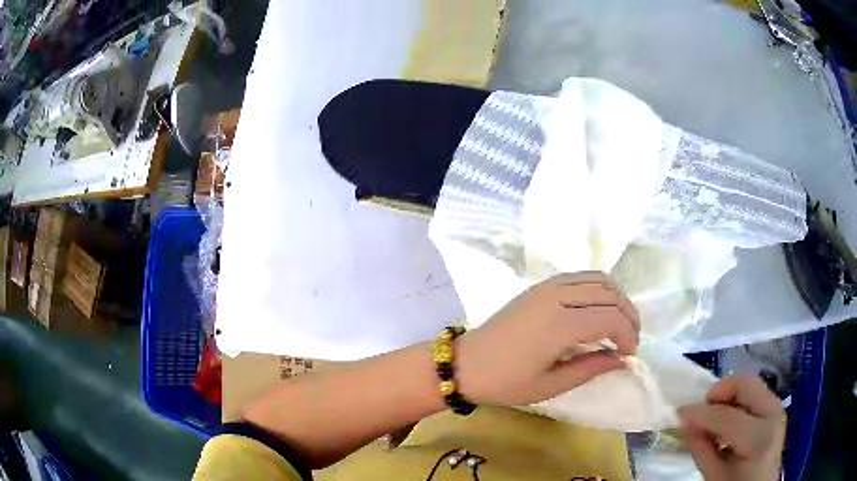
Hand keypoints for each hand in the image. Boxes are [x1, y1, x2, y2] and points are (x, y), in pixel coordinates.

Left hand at [455, 272, 639, 406]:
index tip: (629, 356)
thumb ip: (590, 368)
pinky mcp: (540, 285)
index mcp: (559, 324)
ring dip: (616, 299)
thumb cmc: (505, 382)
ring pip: (598, 278)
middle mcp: (557, 295)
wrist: (466, 363)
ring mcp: (547, 286)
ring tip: (619, 325)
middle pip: (609, 293)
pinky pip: (581, 277)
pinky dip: (599, 289)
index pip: (610, 318)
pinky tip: (599, 310)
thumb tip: (622, 359)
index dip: (628, 336)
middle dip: (628, 316)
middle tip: (630, 341)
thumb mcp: (550, 386)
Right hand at [680, 376, 785, 480]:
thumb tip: (685, 423)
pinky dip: (739, 401)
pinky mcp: (776, 408)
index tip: (680, 412)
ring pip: (752, 385)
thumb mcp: (715, 477)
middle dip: (721, 391)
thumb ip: (702, 449)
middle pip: (747, 386)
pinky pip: (756, 394)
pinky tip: (728, 420)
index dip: (701, 413)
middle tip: (702, 407)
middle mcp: (773, 415)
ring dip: (730, 395)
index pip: (727, 417)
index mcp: (759, 438)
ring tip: (714, 415)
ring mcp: (777, 409)